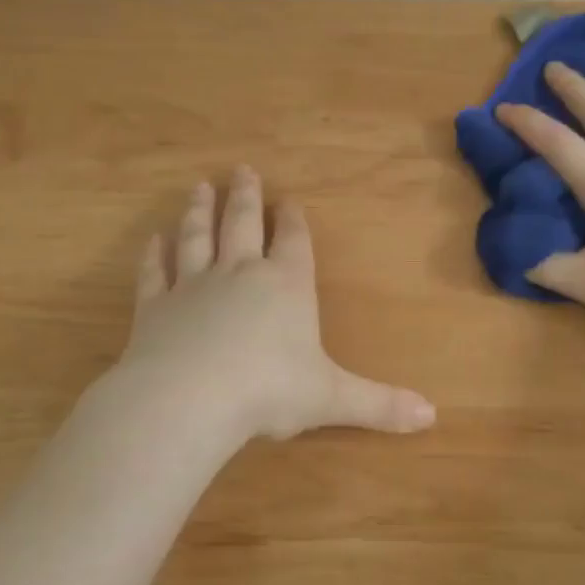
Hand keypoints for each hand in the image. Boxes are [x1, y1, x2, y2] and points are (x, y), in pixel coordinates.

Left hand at [117, 167, 435, 441]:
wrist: (189, 399)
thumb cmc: (269, 392)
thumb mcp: (332, 399)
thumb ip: (379, 404)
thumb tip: (432, 415)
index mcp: (287, 286)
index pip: (294, 243)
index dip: (295, 222)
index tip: (291, 201)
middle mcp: (241, 274)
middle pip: (244, 224)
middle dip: (247, 197)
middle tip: (243, 169)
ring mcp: (193, 286)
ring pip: (198, 237)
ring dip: (200, 211)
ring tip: (201, 187)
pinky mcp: (155, 307)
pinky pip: (155, 273)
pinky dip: (154, 256)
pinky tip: (153, 240)